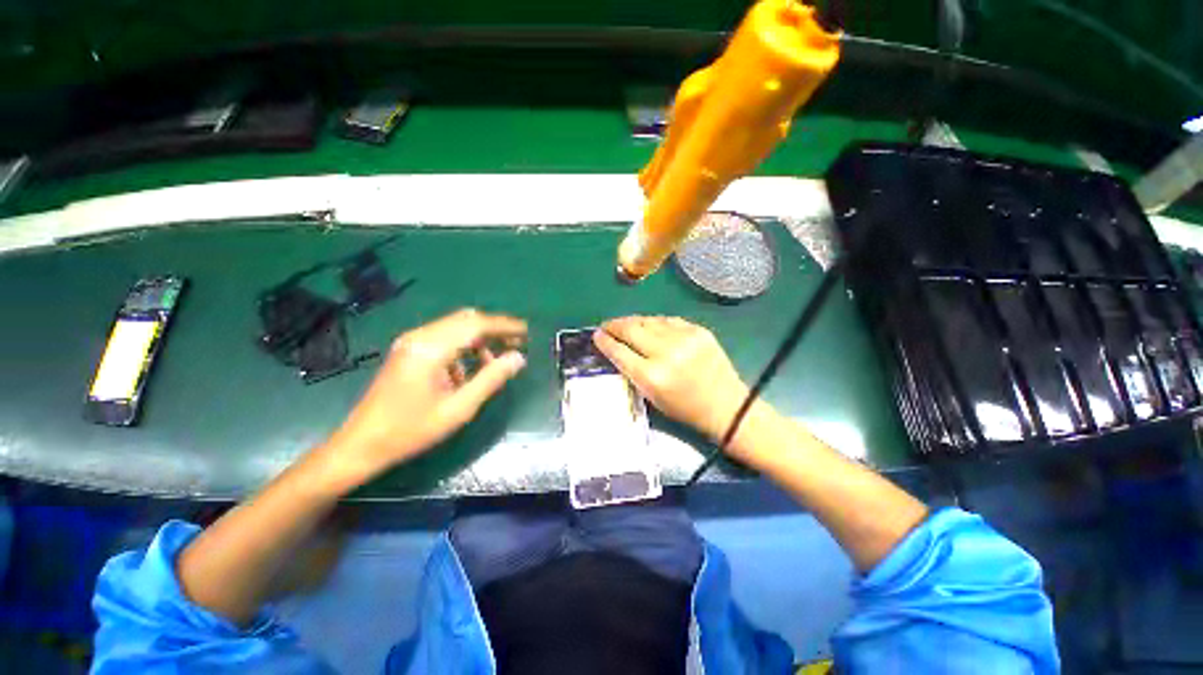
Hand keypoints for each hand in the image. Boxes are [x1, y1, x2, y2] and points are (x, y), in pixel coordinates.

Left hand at [322, 309, 527, 485]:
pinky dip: (464, 347)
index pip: (476, 325)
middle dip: (494, 329)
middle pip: (466, 319)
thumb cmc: (411, 430)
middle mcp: (420, 337)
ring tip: (496, 361)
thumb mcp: (458, 409)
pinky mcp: (409, 350)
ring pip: (456, 327)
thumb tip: (518, 357)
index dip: (504, 326)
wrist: (361, 444)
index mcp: (431, 349)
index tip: (527, 332)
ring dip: (480, 339)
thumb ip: (491, 380)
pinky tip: (468, 371)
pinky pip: (444, 338)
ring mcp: (412, 342)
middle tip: (516, 344)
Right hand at [594, 316, 749, 442]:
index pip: (619, 352)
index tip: (596, 335)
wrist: (726, 405)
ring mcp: (684, 338)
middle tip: (606, 326)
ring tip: (625, 324)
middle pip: (631, 329)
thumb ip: (632, 371)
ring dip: (632, 321)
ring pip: (648, 320)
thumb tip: (616, 349)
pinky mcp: (698, 330)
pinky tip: (648, 326)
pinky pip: (667, 320)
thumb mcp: (651, 396)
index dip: (604, 341)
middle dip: (614, 325)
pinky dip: (654, 322)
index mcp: (652, 376)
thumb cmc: (684, 408)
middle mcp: (666, 353)